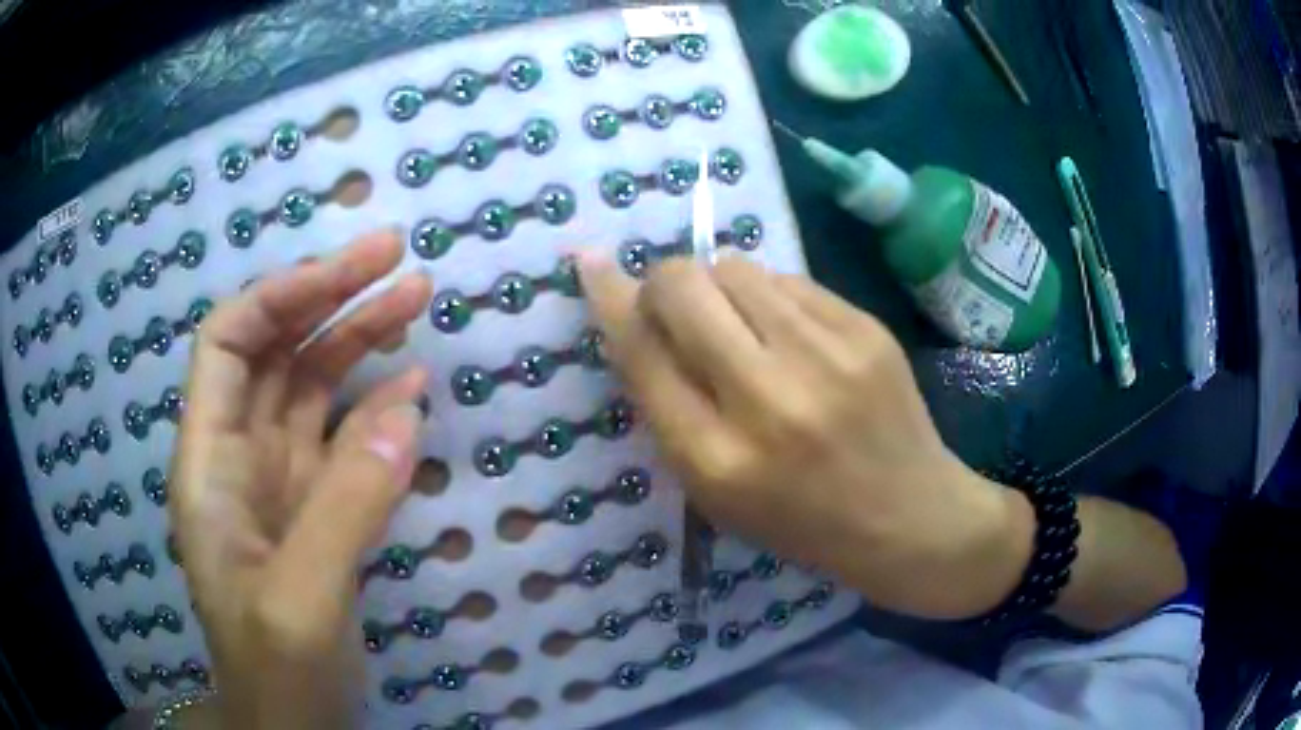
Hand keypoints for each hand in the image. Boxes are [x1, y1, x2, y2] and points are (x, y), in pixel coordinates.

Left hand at [170, 231, 431, 728]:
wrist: (292, 726)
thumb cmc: (275, 672)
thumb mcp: (300, 604)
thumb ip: (344, 510)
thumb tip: (406, 408)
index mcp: (209, 466)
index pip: (229, 344)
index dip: (282, 296)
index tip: (350, 269)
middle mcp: (237, 459)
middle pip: (274, 353)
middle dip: (328, 298)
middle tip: (398, 260)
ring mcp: (278, 484)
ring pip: (311, 389)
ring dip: (358, 340)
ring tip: (413, 298)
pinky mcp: (315, 511)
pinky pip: (341, 440)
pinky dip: (375, 406)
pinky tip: (411, 385)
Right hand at [578, 253, 1032, 619]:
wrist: (910, 516)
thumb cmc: (802, 521)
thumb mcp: (716, 494)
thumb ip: (671, 409)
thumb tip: (636, 317)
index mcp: (717, 460)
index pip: (641, 354)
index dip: (609, 299)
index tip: (591, 262)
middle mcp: (769, 401)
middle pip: (684, 289)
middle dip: (664, 283)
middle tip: (675, 302)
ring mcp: (827, 357)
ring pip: (736, 268)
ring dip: (720, 286)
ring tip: (743, 325)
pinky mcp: (866, 329)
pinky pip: (789, 279)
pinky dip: (771, 296)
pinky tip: (792, 333)